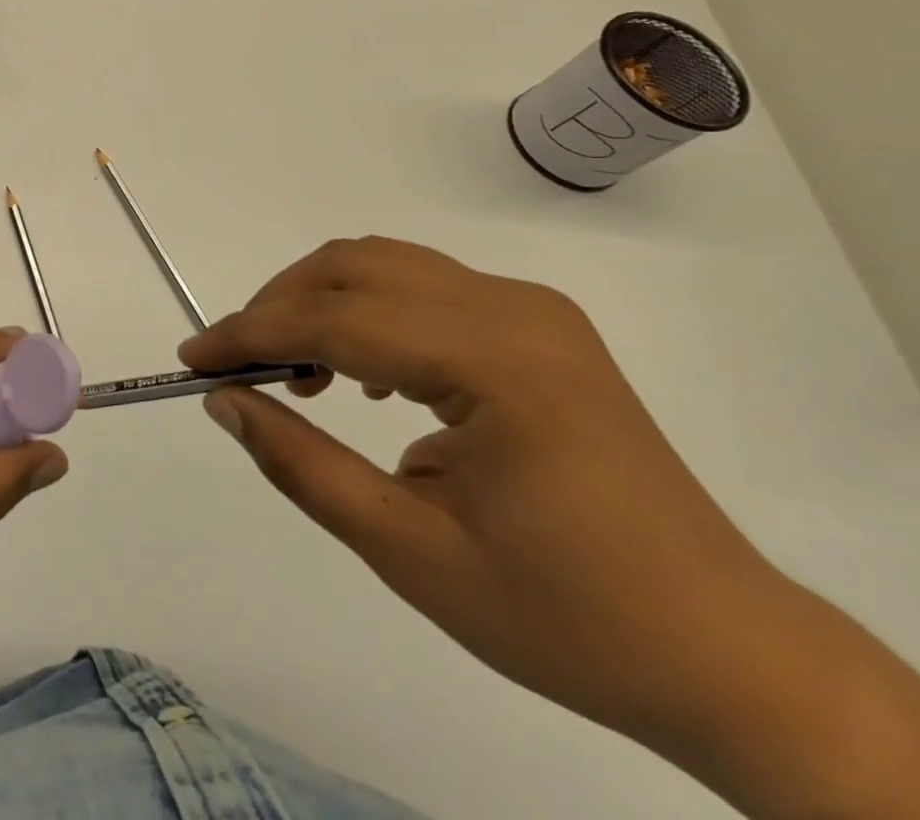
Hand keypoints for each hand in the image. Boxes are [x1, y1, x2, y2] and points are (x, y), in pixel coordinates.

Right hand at [181, 237, 919, 819]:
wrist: (728, 654)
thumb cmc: (568, 618)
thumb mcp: (411, 554)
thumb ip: (302, 466)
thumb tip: (224, 401)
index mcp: (497, 362)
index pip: (337, 320)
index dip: (251, 334)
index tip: (191, 361)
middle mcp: (515, 310)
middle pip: (356, 267)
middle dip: (277, 305)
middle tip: (236, 365)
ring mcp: (532, 311)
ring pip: (385, 265)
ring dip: (318, 302)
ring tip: (291, 371)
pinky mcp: (537, 327)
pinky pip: (422, 287)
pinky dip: (364, 311)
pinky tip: (357, 372)